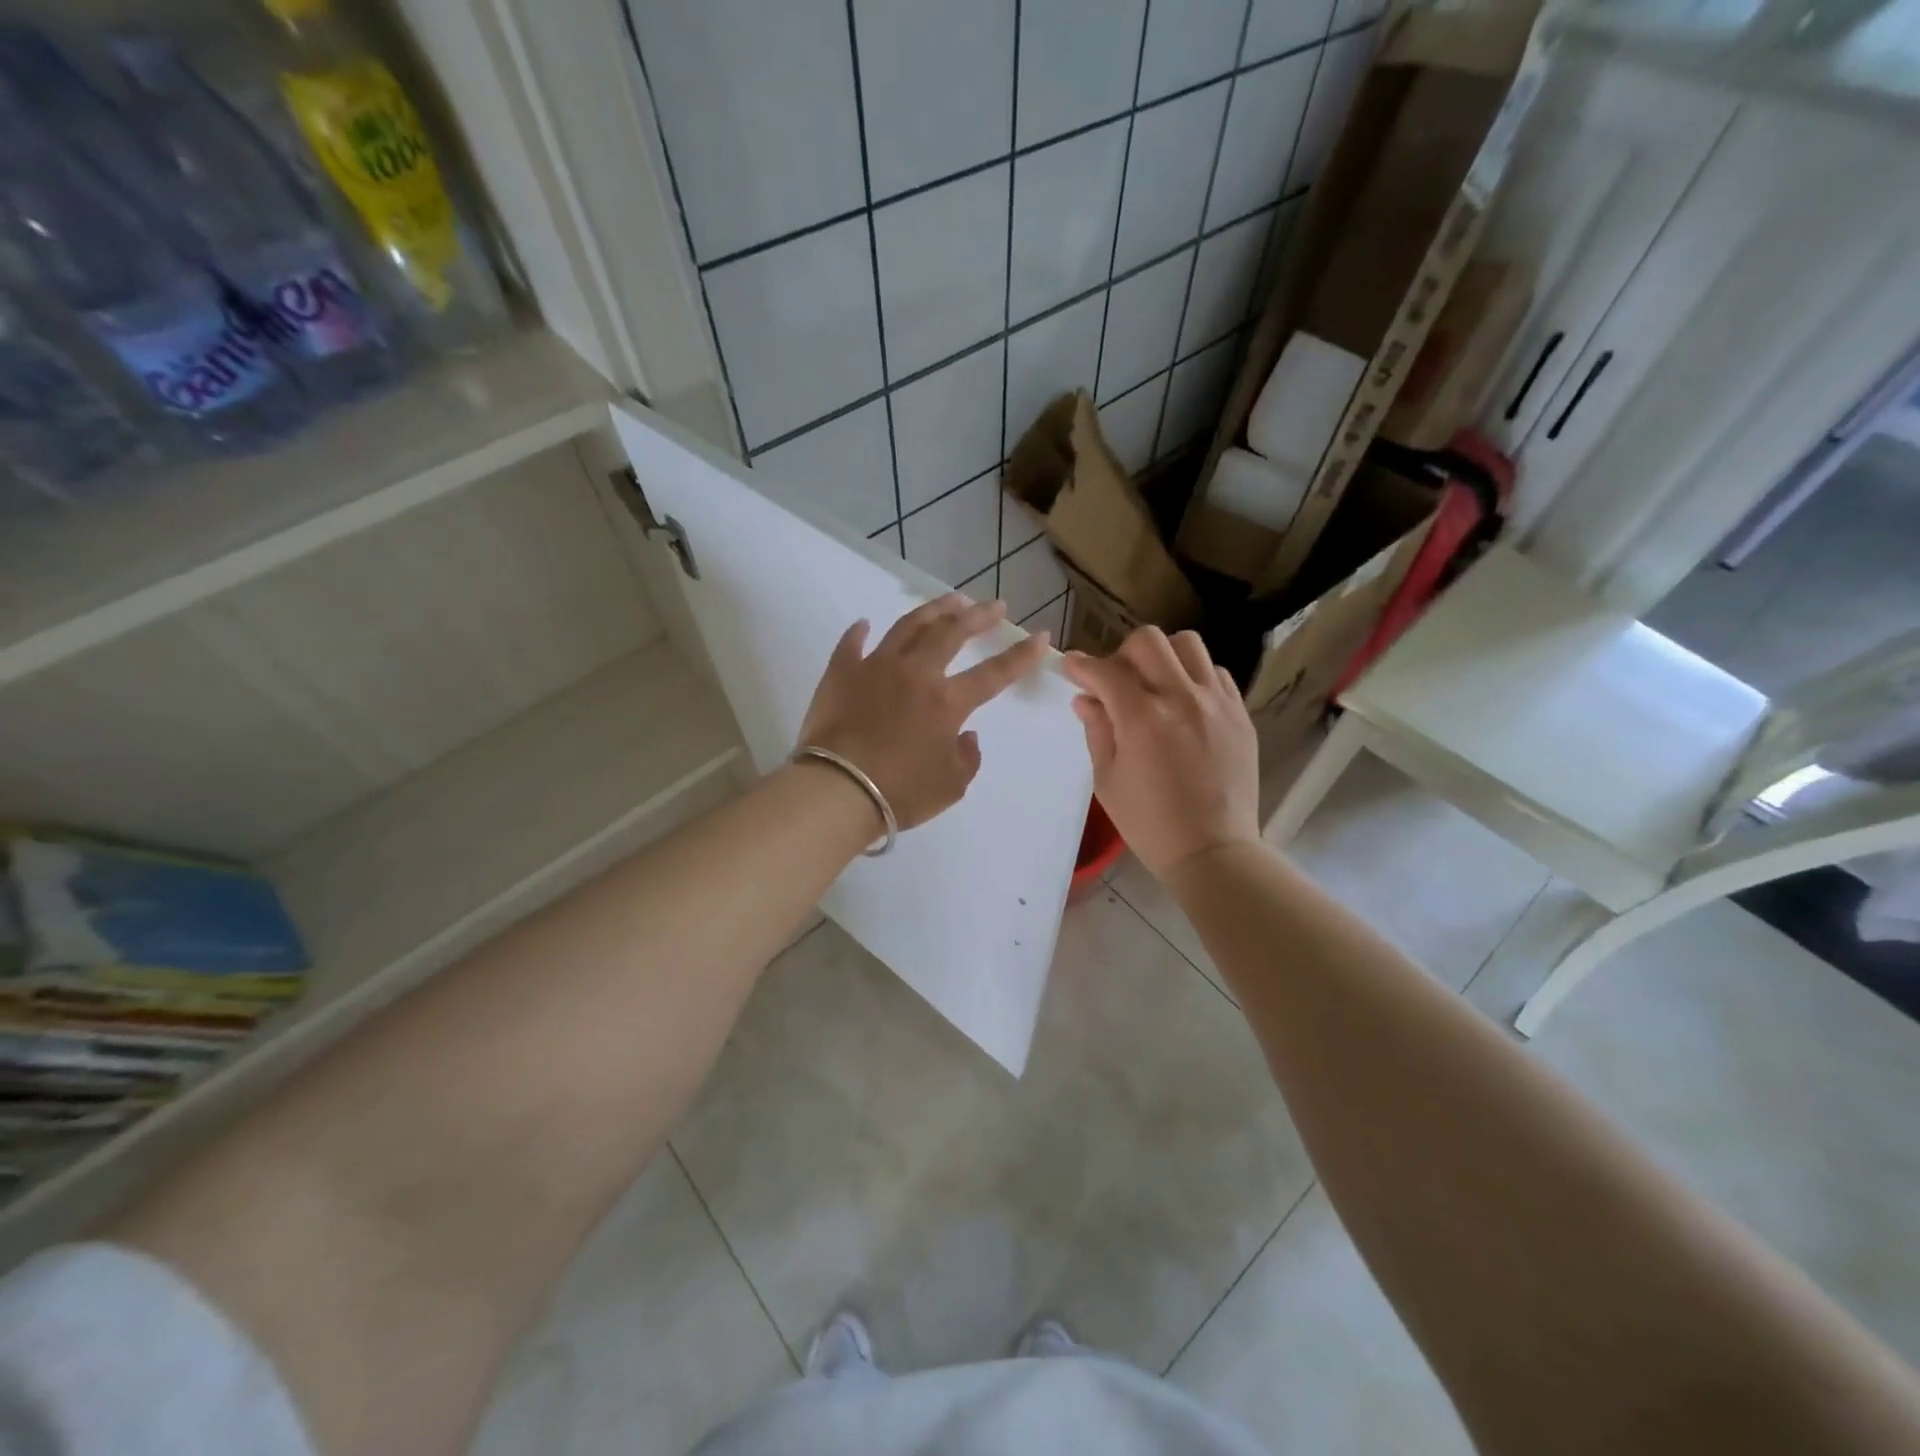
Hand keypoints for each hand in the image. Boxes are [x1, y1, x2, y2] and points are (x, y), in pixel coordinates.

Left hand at [799, 595, 1050, 831]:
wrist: (837, 789)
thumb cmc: (900, 792)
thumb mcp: (950, 786)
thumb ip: (967, 758)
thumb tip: (967, 735)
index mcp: (947, 702)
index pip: (994, 673)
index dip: (1021, 655)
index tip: (1040, 636)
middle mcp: (915, 673)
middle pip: (952, 633)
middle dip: (978, 616)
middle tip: (994, 606)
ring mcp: (875, 667)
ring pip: (908, 627)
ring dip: (933, 611)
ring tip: (950, 600)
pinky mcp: (841, 673)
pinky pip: (851, 645)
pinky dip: (858, 633)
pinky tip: (864, 623)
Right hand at [1062, 627, 1259, 878]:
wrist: (1213, 850)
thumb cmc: (1150, 824)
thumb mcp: (1108, 780)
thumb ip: (1097, 731)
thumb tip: (1086, 699)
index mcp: (1142, 718)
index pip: (1105, 671)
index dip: (1081, 665)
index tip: (1071, 667)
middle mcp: (1182, 698)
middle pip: (1148, 641)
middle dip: (1122, 654)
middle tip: (1115, 681)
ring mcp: (1217, 703)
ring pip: (1188, 645)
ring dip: (1163, 657)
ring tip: (1155, 685)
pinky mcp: (1240, 714)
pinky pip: (1216, 673)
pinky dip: (1194, 677)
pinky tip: (1185, 704)